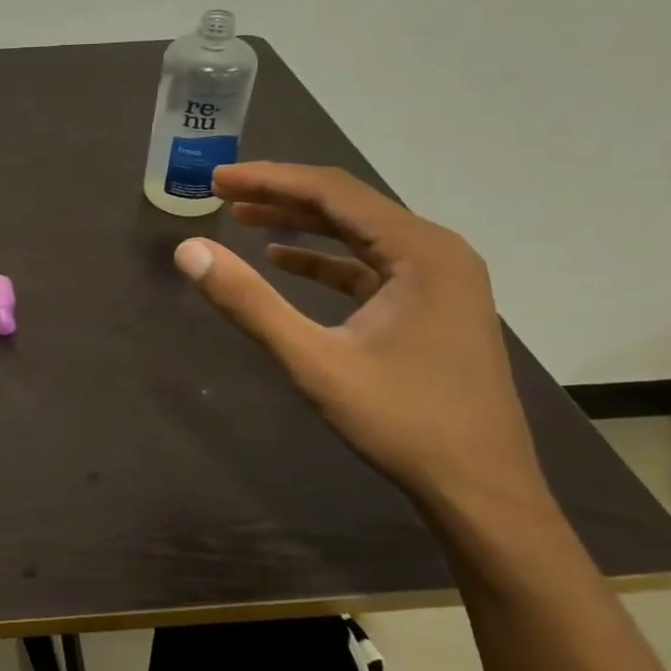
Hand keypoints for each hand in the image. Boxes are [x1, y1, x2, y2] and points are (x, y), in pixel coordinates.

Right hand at [172, 163, 545, 515]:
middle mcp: (437, 251)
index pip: (333, 193)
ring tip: (243, 217)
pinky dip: (323, 259)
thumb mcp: (315, 361)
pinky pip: (369, 266)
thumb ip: (250, 302)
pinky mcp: (432, 306)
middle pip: (347, 205)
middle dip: (281, 195)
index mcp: (421, 251)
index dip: (269, 180)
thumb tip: (188, 251)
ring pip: (357, 233)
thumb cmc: (402, 422)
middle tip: (222, 192)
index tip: (216, 179)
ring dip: (300, 223)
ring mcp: (440, 280)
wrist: (481, 491)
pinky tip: (284, 260)